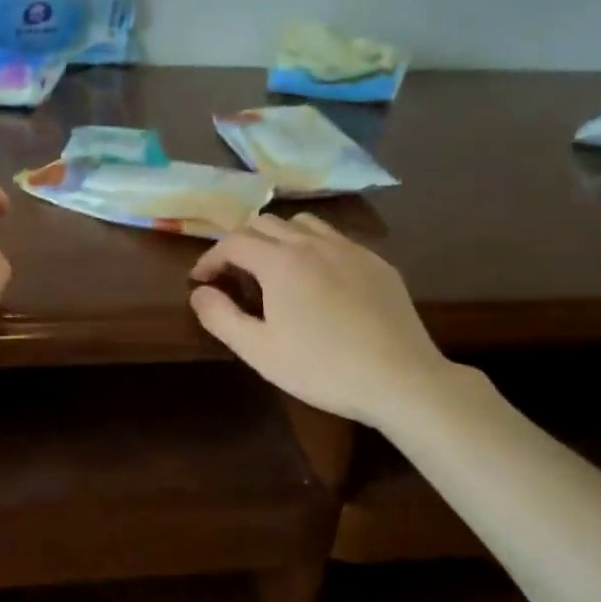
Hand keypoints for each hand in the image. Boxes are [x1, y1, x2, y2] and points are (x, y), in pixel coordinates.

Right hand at [189, 213, 455, 427]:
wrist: (401, 379)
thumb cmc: (322, 368)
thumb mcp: (259, 351)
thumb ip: (220, 316)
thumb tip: (199, 292)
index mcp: (280, 262)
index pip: (233, 242)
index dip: (210, 258)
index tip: (201, 280)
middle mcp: (312, 243)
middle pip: (265, 222)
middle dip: (240, 242)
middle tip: (233, 272)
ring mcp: (349, 249)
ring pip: (303, 223)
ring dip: (278, 237)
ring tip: (274, 266)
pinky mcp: (377, 262)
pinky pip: (335, 239)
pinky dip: (313, 246)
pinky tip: (319, 278)